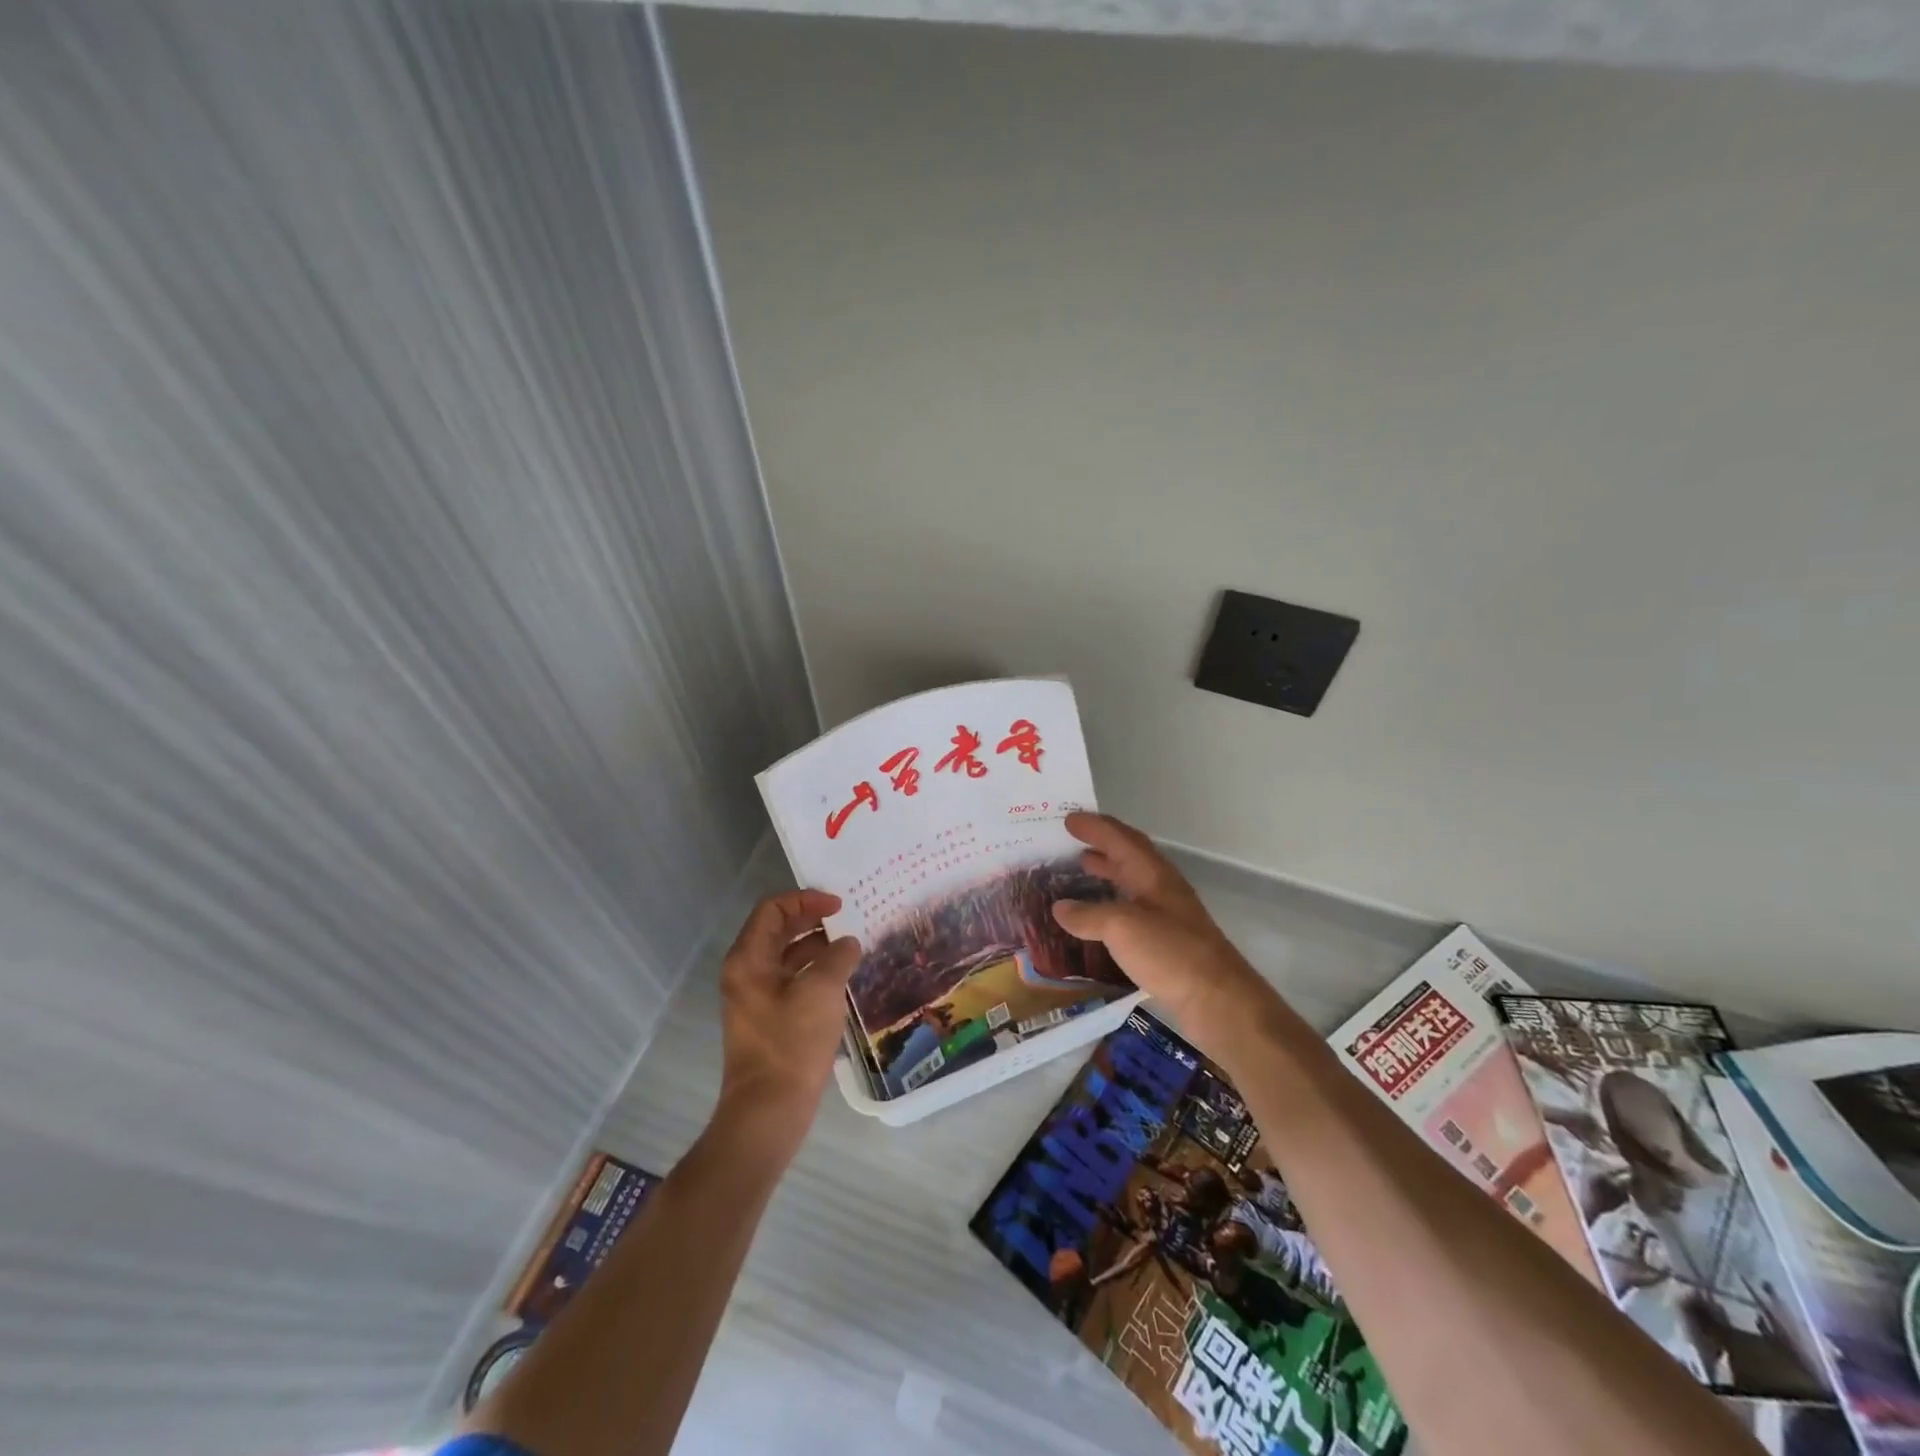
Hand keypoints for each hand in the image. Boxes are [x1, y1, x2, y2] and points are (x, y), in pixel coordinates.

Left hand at [716, 890, 861, 1145]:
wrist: (769, 1111)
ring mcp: (755, 997)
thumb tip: (848, 943)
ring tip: (851, 947)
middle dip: (812, 919)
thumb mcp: (821, 991)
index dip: (806, 899)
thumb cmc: (791, 1043)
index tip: (839, 905)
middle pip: (778, 930)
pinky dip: (815, 971)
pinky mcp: (768, 1019)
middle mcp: (746, 972)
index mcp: (748, 958)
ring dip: (816, 946)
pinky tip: (842, 978)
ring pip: (787, 956)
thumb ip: (837, 957)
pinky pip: (792, 980)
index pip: (773, 909)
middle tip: (847, 918)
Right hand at [1050, 813, 1282, 1058]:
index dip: (1094, 827)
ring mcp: (1167, 915)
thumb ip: (1088, 915)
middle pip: (1130, 855)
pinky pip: (1133, 909)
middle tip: (1071, 841)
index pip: (1120, 838)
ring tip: (1080, 871)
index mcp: (1152, 874)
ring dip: (1108, 871)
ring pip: (1132, 882)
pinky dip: (1112, 903)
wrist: (1218, 999)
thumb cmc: (1170, 953)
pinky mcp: (1168, 941)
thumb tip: (1059, 908)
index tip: (1067, 818)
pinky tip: (1098, 919)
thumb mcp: (1121, 927)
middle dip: (1102, 844)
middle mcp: (1161, 888)